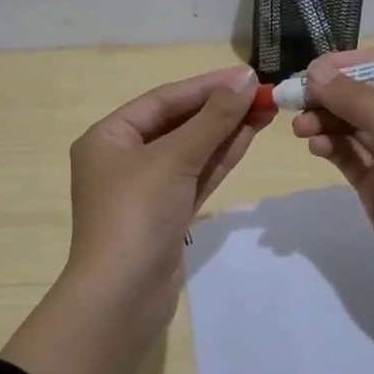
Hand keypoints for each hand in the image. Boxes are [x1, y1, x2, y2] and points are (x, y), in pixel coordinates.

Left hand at [64, 63, 273, 299]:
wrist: (122, 297)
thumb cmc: (137, 214)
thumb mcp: (174, 158)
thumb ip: (212, 119)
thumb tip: (245, 80)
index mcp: (108, 137)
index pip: (162, 100)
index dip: (206, 86)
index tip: (247, 76)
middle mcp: (123, 158)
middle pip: (177, 123)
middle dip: (219, 109)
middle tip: (263, 93)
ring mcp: (145, 189)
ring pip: (190, 151)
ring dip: (225, 131)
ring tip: (265, 110)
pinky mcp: (166, 215)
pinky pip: (195, 177)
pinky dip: (219, 159)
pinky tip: (248, 138)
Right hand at [293, 45, 373, 337]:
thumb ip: (361, 103)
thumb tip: (316, 73)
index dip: (354, 62)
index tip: (313, 69)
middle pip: (369, 92)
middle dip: (333, 93)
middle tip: (295, 98)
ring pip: (354, 123)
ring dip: (326, 119)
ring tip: (299, 128)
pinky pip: (349, 154)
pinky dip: (330, 146)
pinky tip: (314, 146)